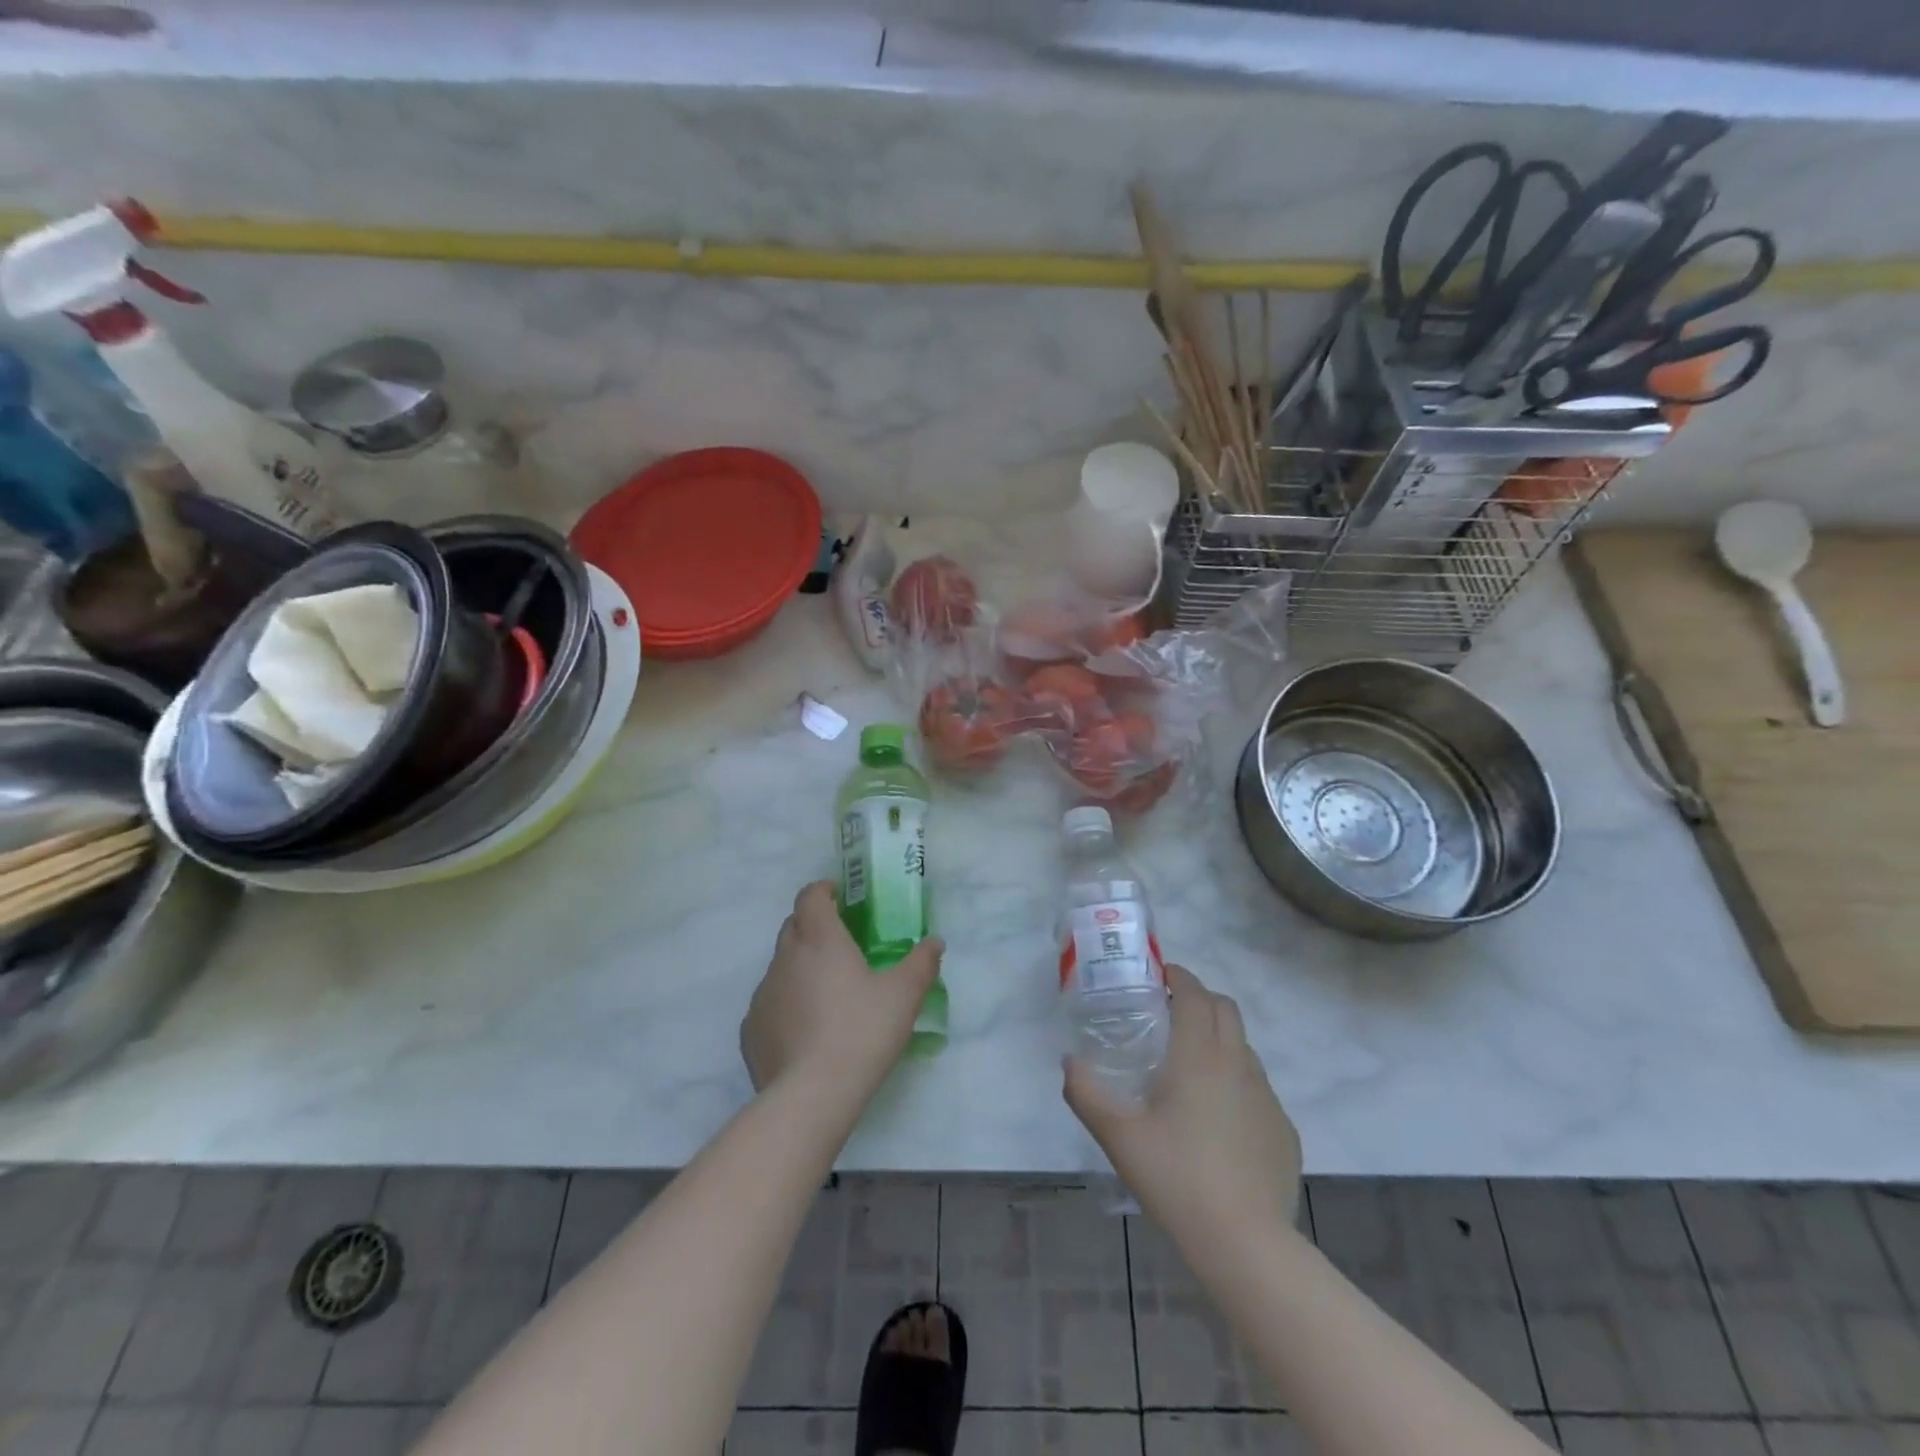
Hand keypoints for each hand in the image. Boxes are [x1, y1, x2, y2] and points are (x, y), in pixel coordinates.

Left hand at [741, 881, 942, 1106]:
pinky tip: (806, 1029)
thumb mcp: (904, 996)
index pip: (810, 896)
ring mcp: (764, 993)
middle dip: (813, 925)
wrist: (811, 1095)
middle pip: (793, 926)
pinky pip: (770, 1002)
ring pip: (780, 965)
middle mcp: (785, 958)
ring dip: (800, 966)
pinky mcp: (751, 1028)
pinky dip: (787, 1003)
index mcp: (820, 939)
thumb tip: (935, 942)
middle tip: (841, 943)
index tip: (839, 897)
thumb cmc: (862, 1032)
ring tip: (826, 992)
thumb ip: (921, 963)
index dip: (823, 890)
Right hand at [1065, 963, 1301, 1245]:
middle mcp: (1238, 1064)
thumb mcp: (1118, 1135)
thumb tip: (1070, 1062)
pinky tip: (1217, 1119)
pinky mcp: (1283, 1129)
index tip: (1160, 975)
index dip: (1179, 976)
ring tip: (1190, 1066)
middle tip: (1171, 1013)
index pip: (1195, 994)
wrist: (1245, 1244)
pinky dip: (1236, 1080)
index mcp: (1199, 1055)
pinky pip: (1257, 1087)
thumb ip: (1086, 1092)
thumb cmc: (1176, 1178)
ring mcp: (1266, 1097)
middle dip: (1200, 999)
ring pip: (1243, 1047)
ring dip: (1219, 1038)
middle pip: (1226, 1009)